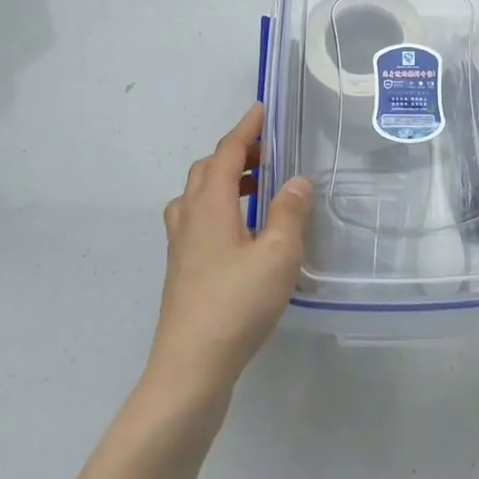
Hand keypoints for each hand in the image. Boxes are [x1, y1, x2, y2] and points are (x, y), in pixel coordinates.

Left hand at [147, 103, 312, 403]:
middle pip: (208, 169)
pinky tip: (243, 232)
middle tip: (269, 153)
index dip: (246, 129)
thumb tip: (297, 181)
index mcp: (210, 205)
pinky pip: (198, 219)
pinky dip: (220, 207)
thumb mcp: (277, 255)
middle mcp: (189, 217)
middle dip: (237, 153)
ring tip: (260, 188)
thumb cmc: (236, 305)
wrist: (189, 369)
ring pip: (198, 195)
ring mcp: (181, 246)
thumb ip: (289, 213)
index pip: (227, 153)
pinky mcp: (182, 270)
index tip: (261, 109)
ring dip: (227, 181)